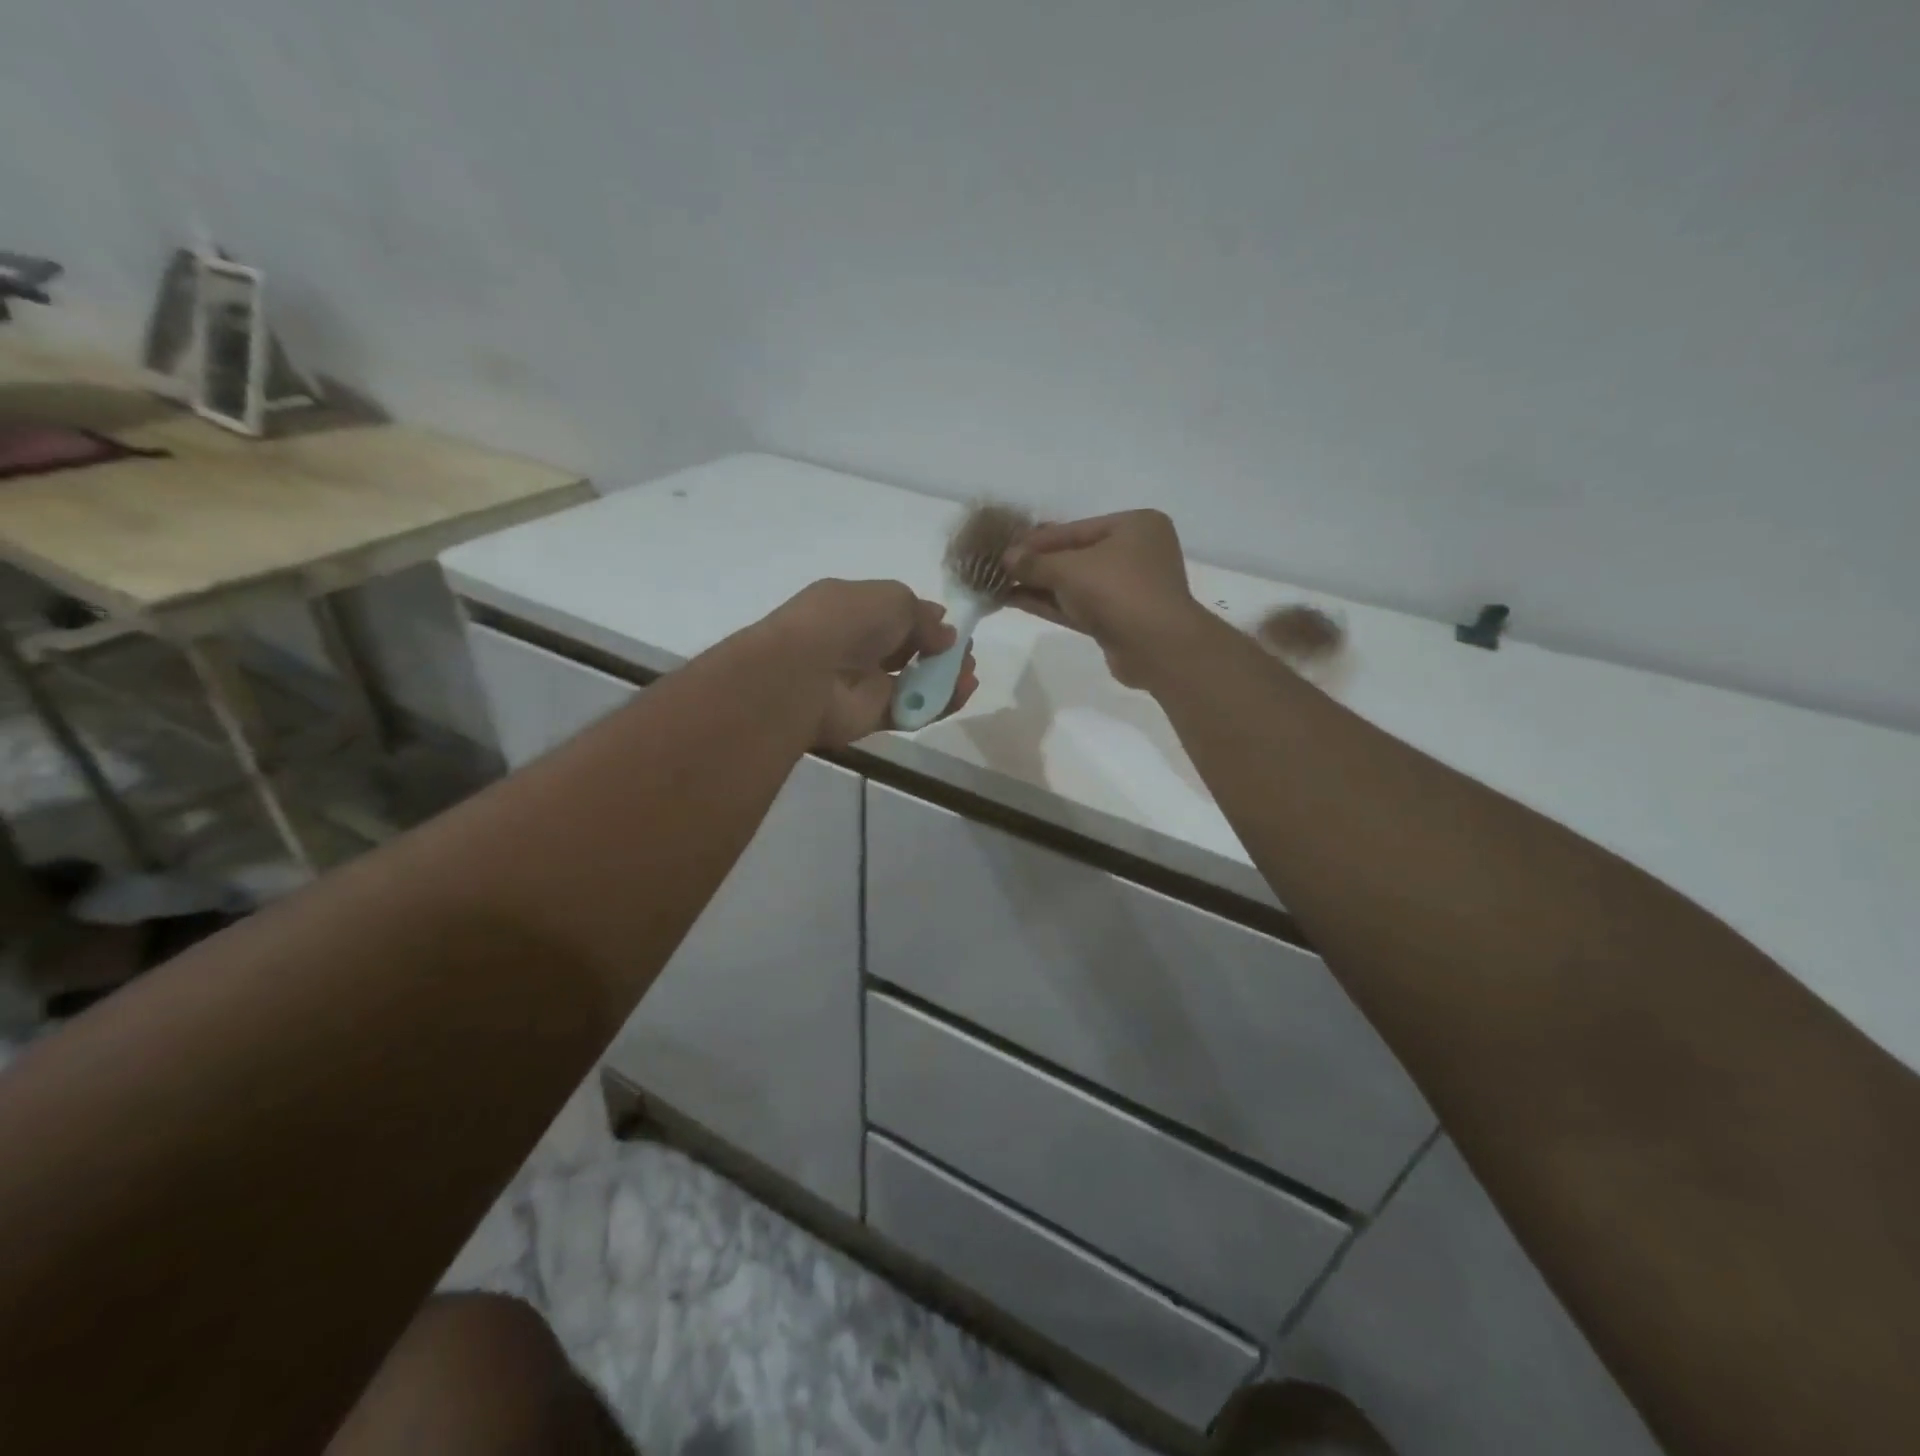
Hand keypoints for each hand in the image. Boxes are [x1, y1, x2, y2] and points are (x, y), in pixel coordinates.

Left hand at [769, 579, 977, 746]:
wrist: (806, 674)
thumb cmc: (847, 622)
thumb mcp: (892, 598)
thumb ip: (923, 617)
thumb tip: (946, 635)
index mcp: (854, 608)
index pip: (896, 614)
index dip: (926, 620)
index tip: (953, 628)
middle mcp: (858, 645)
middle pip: (908, 649)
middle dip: (941, 651)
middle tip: (966, 656)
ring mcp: (864, 683)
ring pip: (913, 681)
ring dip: (945, 679)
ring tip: (970, 676)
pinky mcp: (872, 717)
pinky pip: (912, 710)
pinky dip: (939, 704)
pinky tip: (962, 693)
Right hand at [1002, 511, 1210, 687]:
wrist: (1156, 647)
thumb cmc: (1117, 591)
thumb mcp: (1069, 569)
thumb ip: (1035, 562)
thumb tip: (1006, 559)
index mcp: (1134, 526)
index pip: (1075, 529)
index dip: (1036, 540)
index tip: (1004, 547)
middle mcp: (1135, 553)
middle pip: (1075, 555)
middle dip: (1037, 564)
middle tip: (999, 566)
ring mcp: (1128, 589)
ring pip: (1075, 584)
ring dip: (1039, 585)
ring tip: (1000, 584)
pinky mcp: (1118, 620)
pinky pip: (1078, 606)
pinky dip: (1050, 603)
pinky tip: (1015, 601)